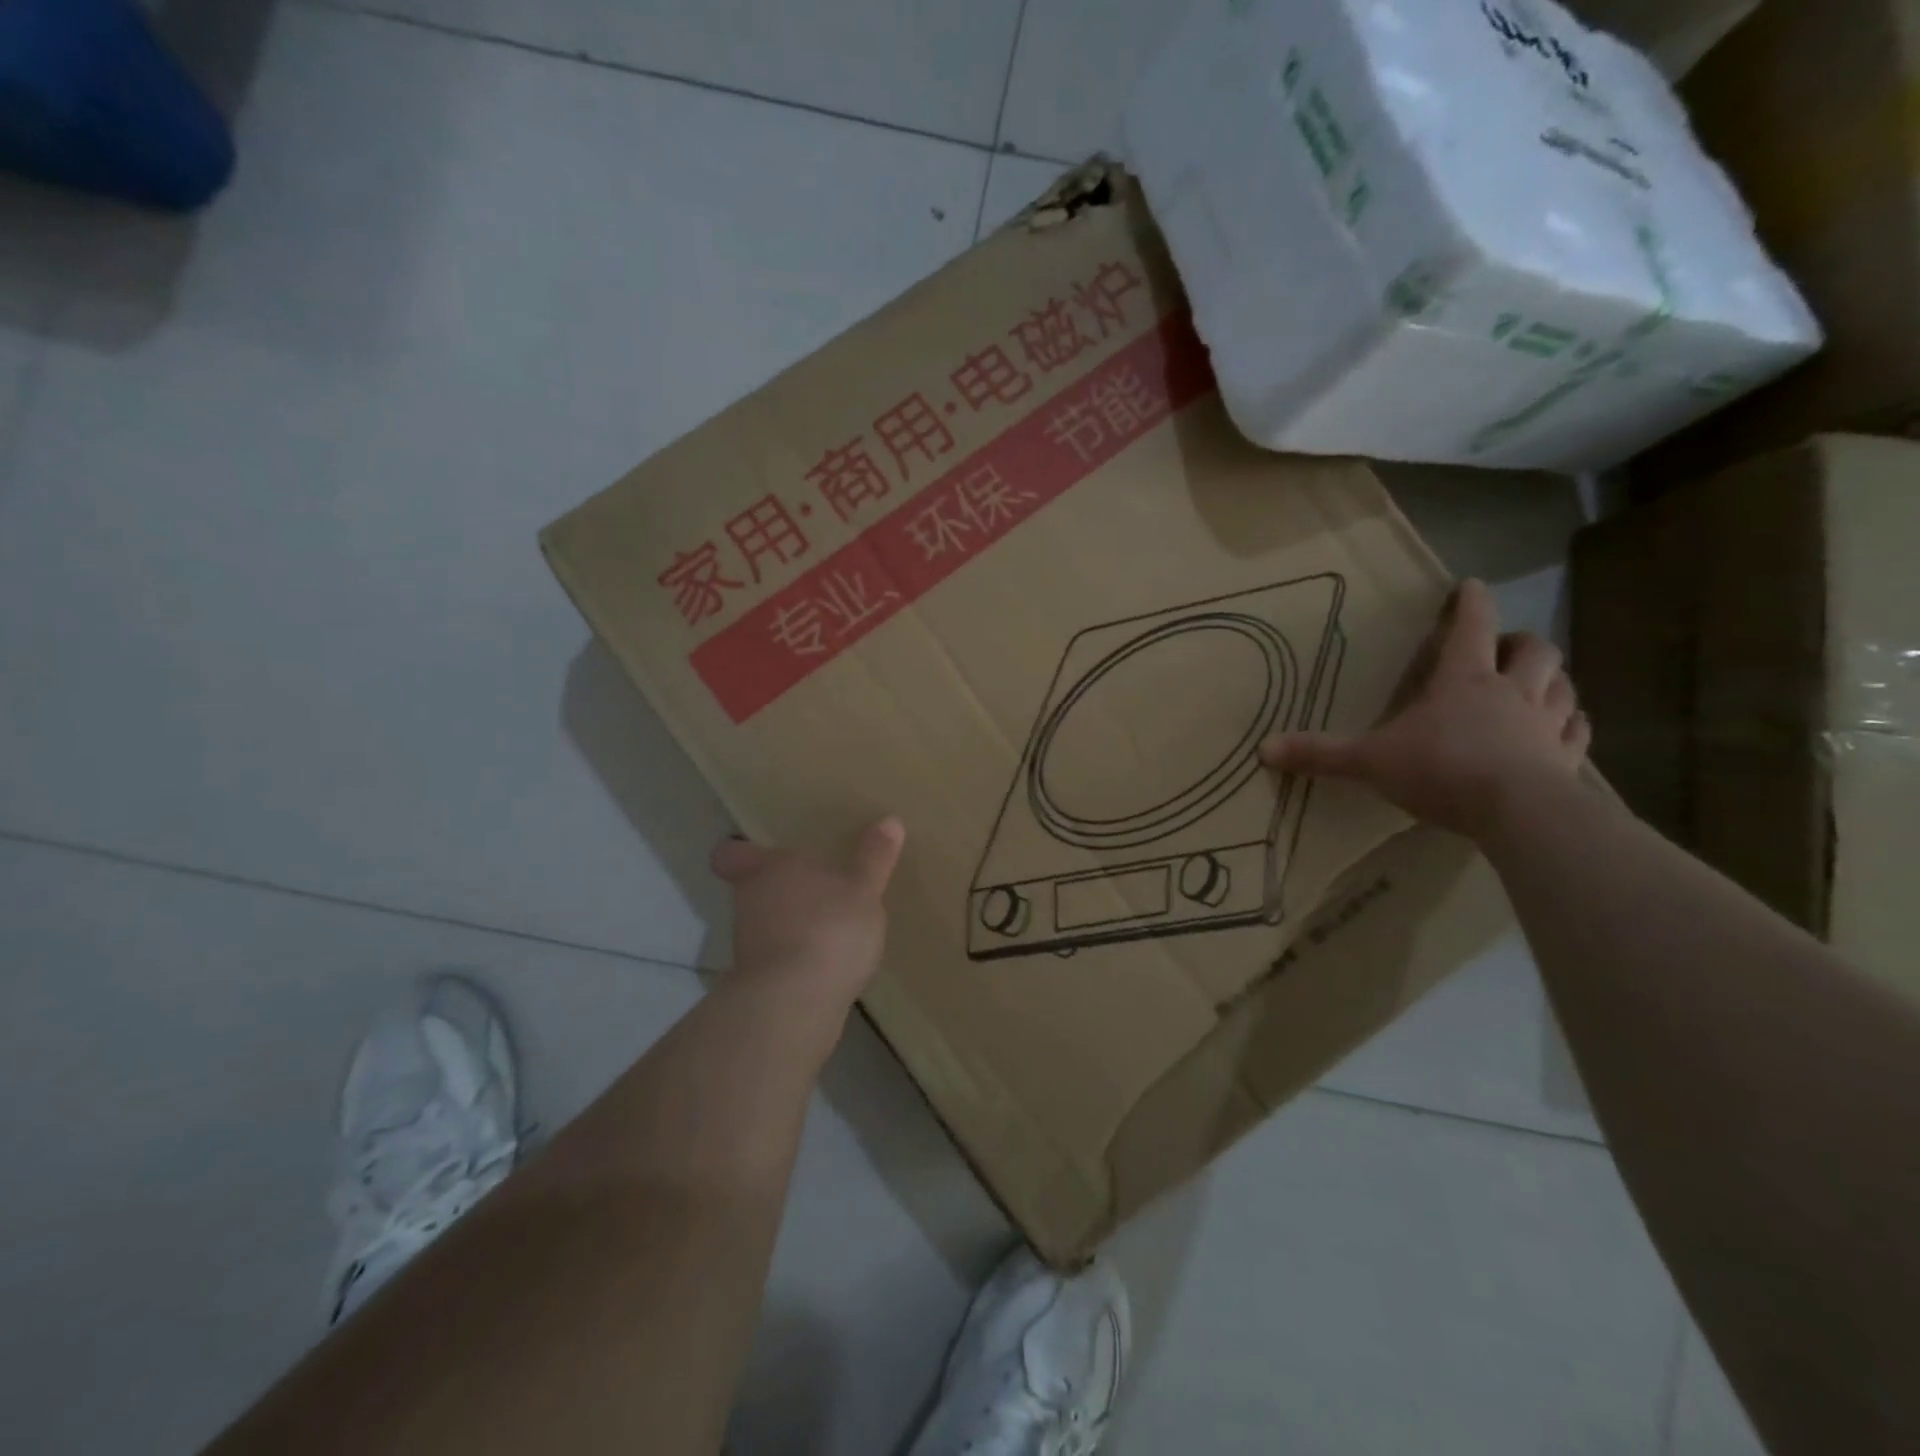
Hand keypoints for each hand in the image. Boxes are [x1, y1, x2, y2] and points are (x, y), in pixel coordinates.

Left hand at [709, 817, 905, 1012]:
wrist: (795, 1003)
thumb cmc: (828, 927)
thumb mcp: (864, 888)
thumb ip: (874, 857)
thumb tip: (890, 820)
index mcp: (767, 869)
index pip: (730, 854)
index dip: (740, 852)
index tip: (757, 852)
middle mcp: (748, 902)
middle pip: (751, 889)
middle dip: (777, 890)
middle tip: (811, 888)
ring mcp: (748, 946)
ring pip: (762, 925)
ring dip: (787, 925)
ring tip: (824, 928)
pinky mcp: (758, 983)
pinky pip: (776, 961)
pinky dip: (794, 960)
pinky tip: (824, 965)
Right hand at [1259, 579, 1589, 841]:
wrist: (1517, 813)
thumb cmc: (1440, 770)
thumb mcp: (1368, 761)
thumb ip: (1320, 754)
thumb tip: (1263, 749)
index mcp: (1463, 681)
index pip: (1471, 626)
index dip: (1471, 603)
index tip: (1471, 586)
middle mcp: (1511, 692)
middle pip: (1533, 649)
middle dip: (1519, 641)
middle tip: (1503, 647)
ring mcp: (1545, 725)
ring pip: (1562, 685)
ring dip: (1552, 678)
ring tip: (1539, 682)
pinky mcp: (1567, 759)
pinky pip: (1578, 732)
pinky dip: (1572, 724)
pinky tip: (1566, 727)